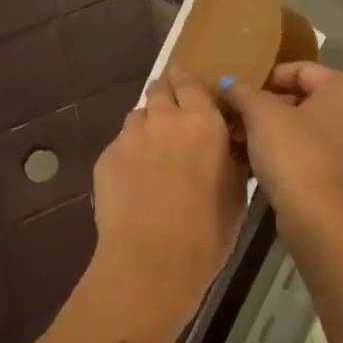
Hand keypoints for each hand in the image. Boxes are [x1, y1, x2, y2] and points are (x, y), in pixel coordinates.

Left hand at [90, 66, 244, 319]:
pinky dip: (128, 152)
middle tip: (172, 113)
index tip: (190, 88)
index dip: (188, 82)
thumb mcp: (236, 193)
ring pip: (137, 115)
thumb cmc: (206, 232)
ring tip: (152, 148)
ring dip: (147, 123)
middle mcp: (165, 119)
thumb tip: (229, 147)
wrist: (151, 259)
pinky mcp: (105, 158)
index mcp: (203, 122)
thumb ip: (231, 160)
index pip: (192, 84)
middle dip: (166, 94)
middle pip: (160, 89)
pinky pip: (120, 143)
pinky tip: (133, 178)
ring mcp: (130, 137)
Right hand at [222, 63, 342, 227]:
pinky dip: (287, 151)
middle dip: (266, 107)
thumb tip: (228, 84)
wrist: (318, 216)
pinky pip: (312, 150)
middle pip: (303, 98)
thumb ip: (243, 92)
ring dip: (272, 131)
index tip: (239, 95)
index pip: (299, 69)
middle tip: (235, 118)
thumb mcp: (260, 114)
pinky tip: (257, 162)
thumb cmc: (293, 152)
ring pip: (306, 126)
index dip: (265, 79)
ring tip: (240, 140)